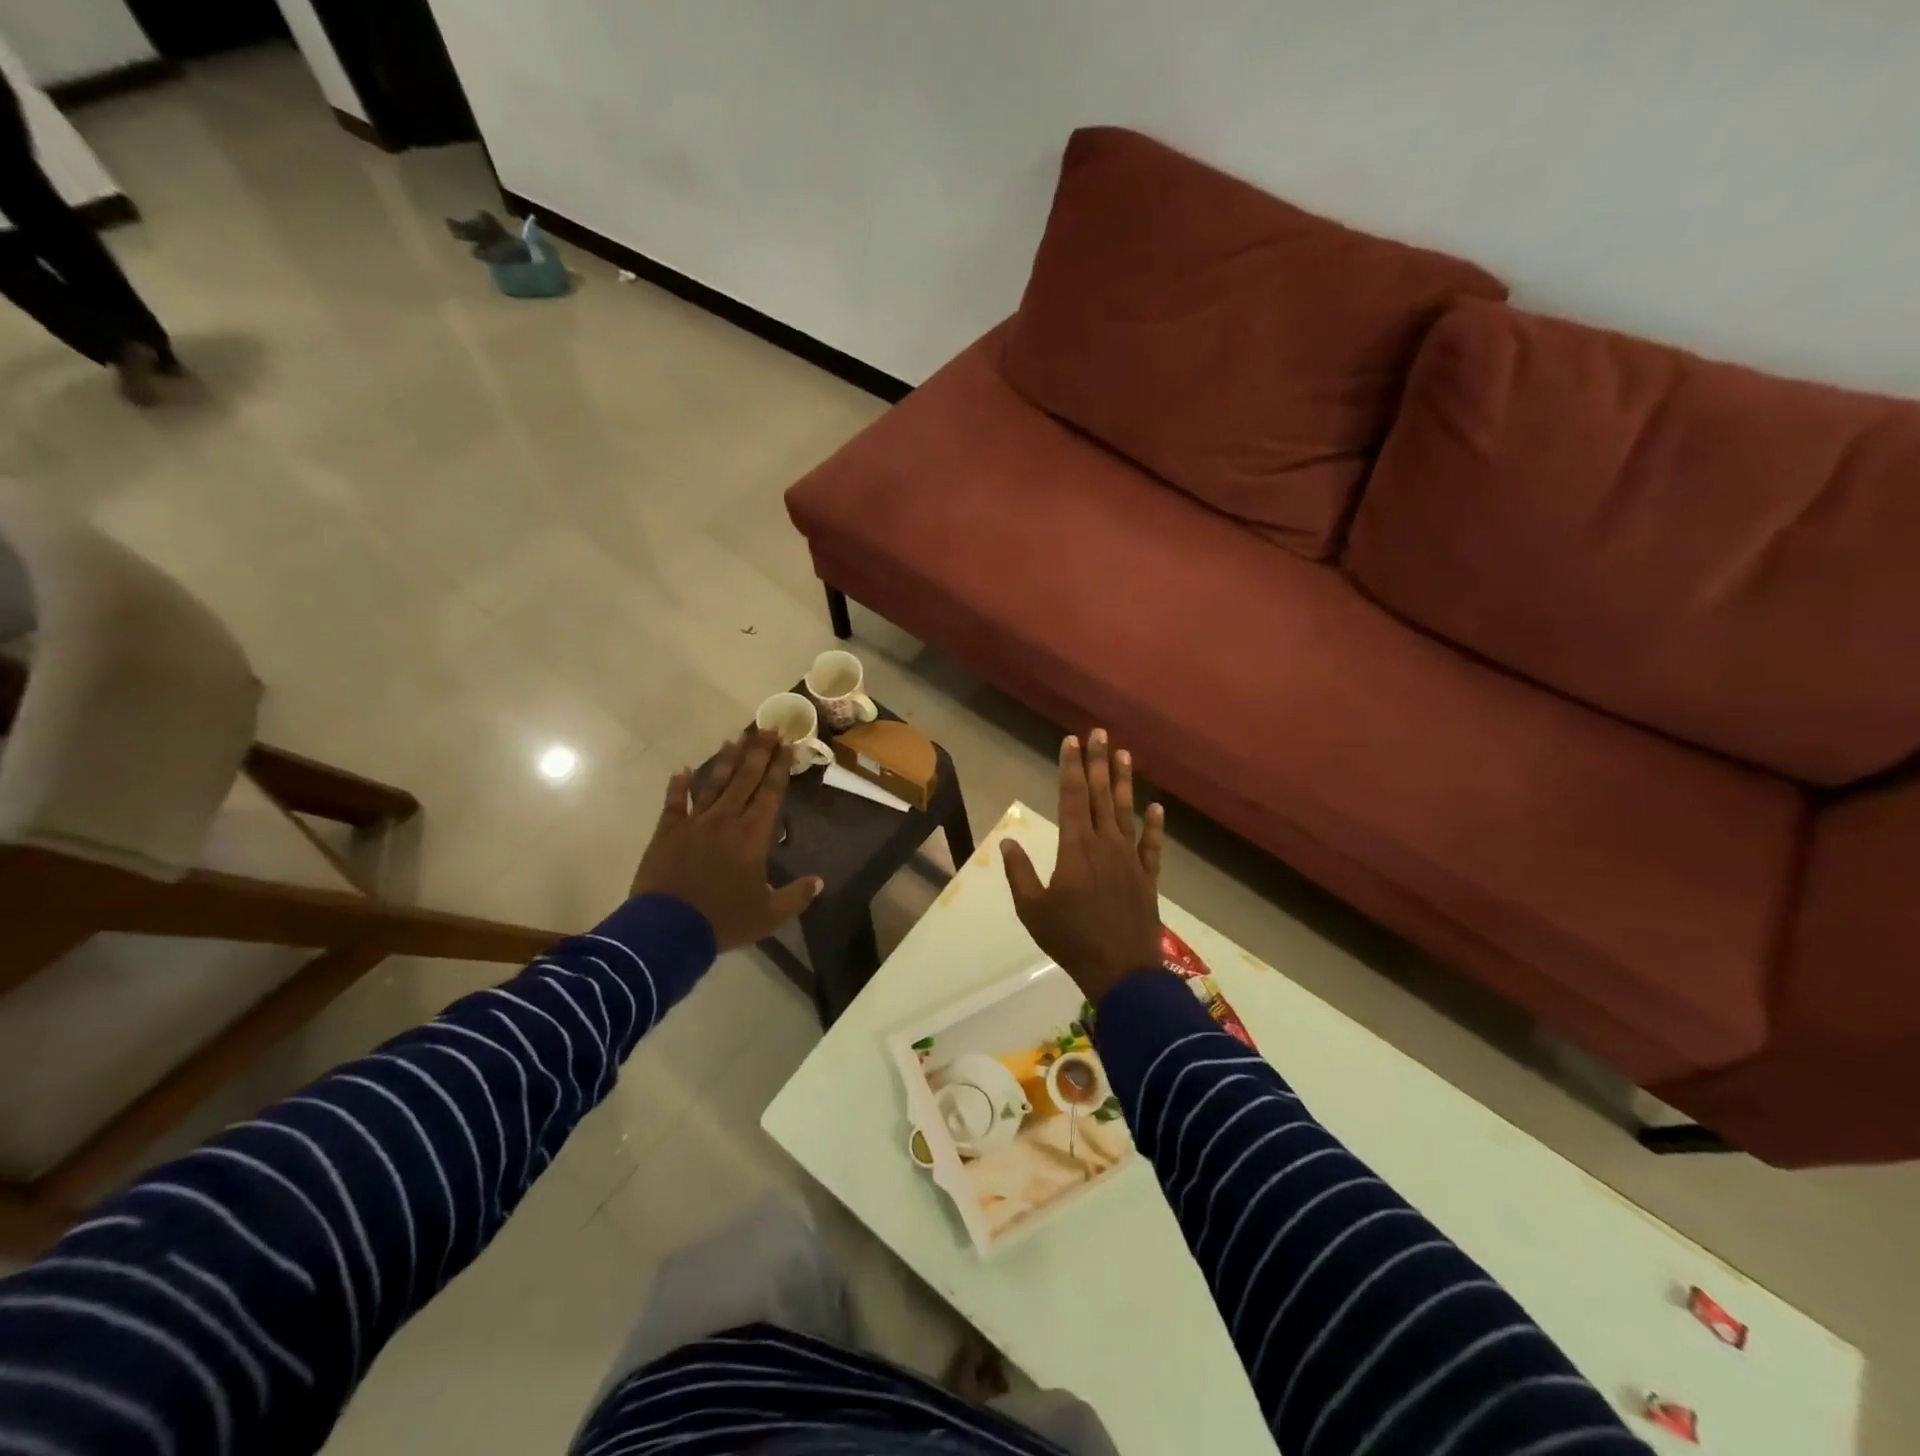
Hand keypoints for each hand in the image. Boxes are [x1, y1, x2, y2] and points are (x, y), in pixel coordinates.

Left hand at [631, 729, 822, 950]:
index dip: (780, 767)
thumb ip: (796, 896)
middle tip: (768, 728)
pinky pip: (674, 803)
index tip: (788, 745)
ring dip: (726, 760)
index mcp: (753, 835)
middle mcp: (725, 820)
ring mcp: (694, 823)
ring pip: (714, 783)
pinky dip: (678, 785)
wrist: (667, 929)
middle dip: (759, 752)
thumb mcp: (769, 915)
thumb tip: (819, 881)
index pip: (770, 793)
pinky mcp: (667, 832)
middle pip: (745, 779)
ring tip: (736, 737)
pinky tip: (683, 769)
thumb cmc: (723, 920)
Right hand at [1001, 729, 1165, 1005]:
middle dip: (1098, 762)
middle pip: (1100, 795)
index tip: (1071, 741)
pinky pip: (1152, 846)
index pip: (1071, 797)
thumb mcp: (1032, 909)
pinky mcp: (1148, 877)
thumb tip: (1006, 843)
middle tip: (1099, 732)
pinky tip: (1157, 808)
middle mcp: (1105, 844)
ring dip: (1124, 782)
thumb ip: (1019, 873)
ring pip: (1126, 812)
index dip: (1071, 766)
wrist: (1120, 970)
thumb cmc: (1070, 940)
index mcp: (1075, 848)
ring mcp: (1130, 859)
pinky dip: (1155, 826)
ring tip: (1125, 754)